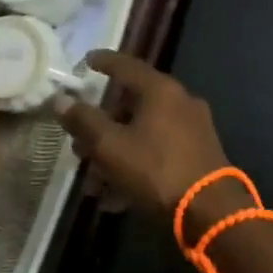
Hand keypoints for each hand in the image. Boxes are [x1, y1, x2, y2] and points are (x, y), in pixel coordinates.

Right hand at [59, 53, 234, 234]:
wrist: (211, 211)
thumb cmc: (156, 170)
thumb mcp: (111, 146)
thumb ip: (84, 121)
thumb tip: (60, 98)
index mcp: (160, 90)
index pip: (126, 65)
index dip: (103, 62)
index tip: (86, 61)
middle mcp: (180, 102)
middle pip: (132, 105)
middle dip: (102, 127)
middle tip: (79, 144)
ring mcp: (193, 129)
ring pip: (143, 134)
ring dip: (115, 154)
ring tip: (93, 183)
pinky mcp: (199, 155)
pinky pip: (158, 153)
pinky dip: (136, 167)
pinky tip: (115, 198)